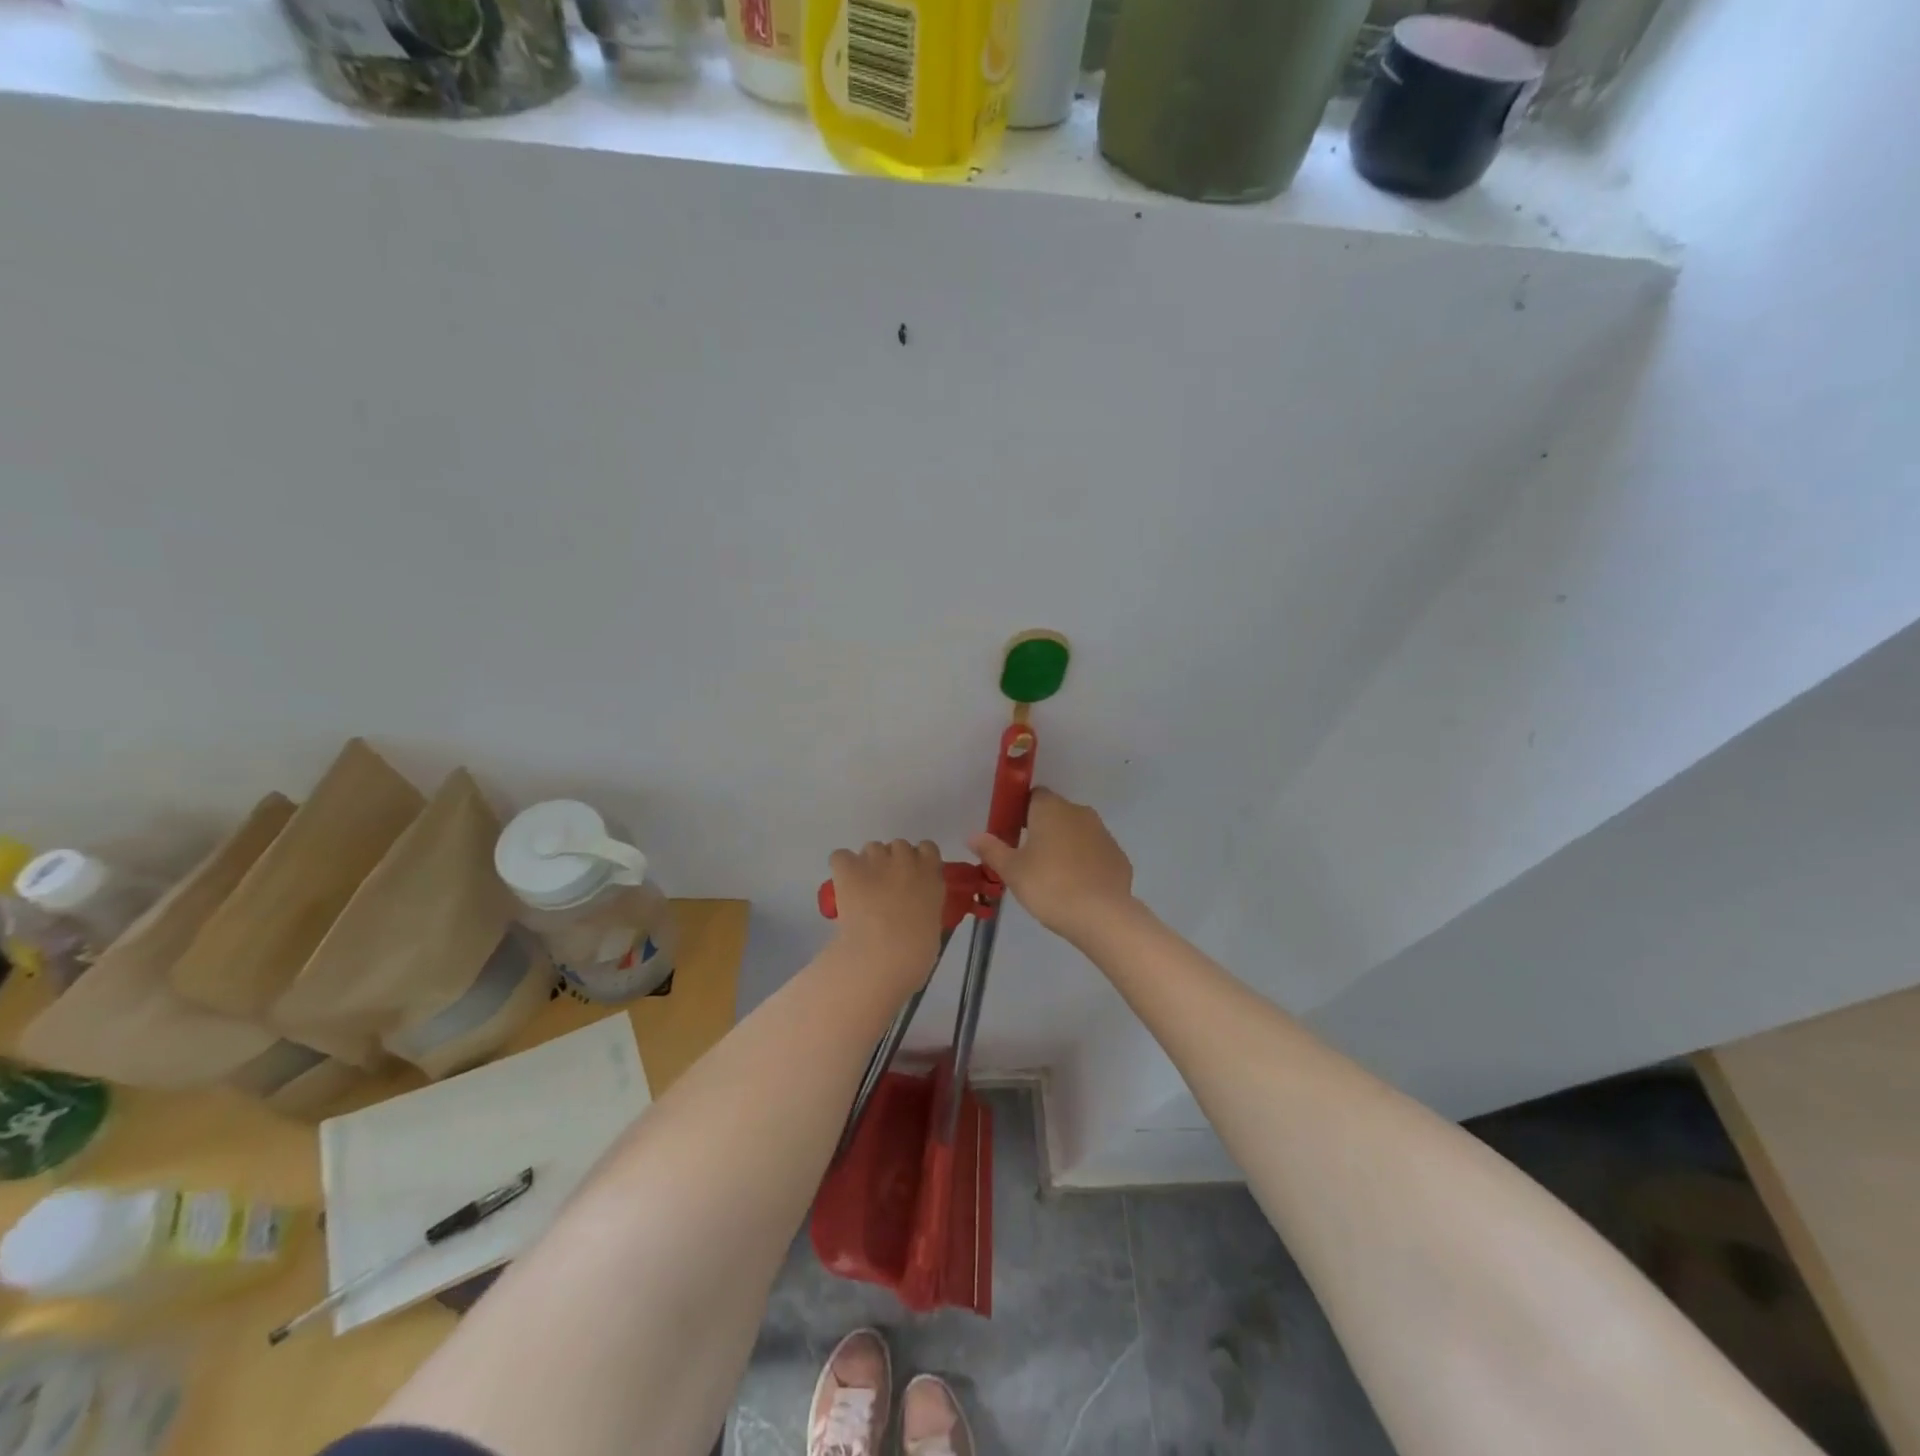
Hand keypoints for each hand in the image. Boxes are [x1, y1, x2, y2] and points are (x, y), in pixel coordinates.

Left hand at [827, 839, 945, 979]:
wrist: (883, 954)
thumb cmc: (916, 950)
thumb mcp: (933, 923)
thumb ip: (925, 904)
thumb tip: (913, 907)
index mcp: (931, 872)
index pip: (927, 848)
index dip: (918, 860)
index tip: (912, 878)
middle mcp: (905, 858)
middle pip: (898, 846)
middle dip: (892, 863)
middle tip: (886, 888)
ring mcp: (875, 859)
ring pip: (871, 848)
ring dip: (869, 864)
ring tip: (862, 889)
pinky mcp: (848, 867)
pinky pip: (841, 856)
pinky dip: (842, 867)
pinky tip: (843, 884)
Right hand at [970, 788, 1133, 942]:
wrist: (1101, 915)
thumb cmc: (1049, 886)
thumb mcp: (1012, 871)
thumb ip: (992, 850)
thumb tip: (973, 836)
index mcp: (1051, 809)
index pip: (1034, 795)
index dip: (1022, 811)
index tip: (1013, 833)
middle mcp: (1079, 812)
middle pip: (1057, 813)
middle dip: (1043, 830)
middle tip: (1029, 859)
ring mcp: (1103, 833)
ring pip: (1078, 832)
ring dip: (1066, 845)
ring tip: (1053, 876)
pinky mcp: (1118, 856)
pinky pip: (1095, 853)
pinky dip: (1086, 863)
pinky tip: (1077, 887)